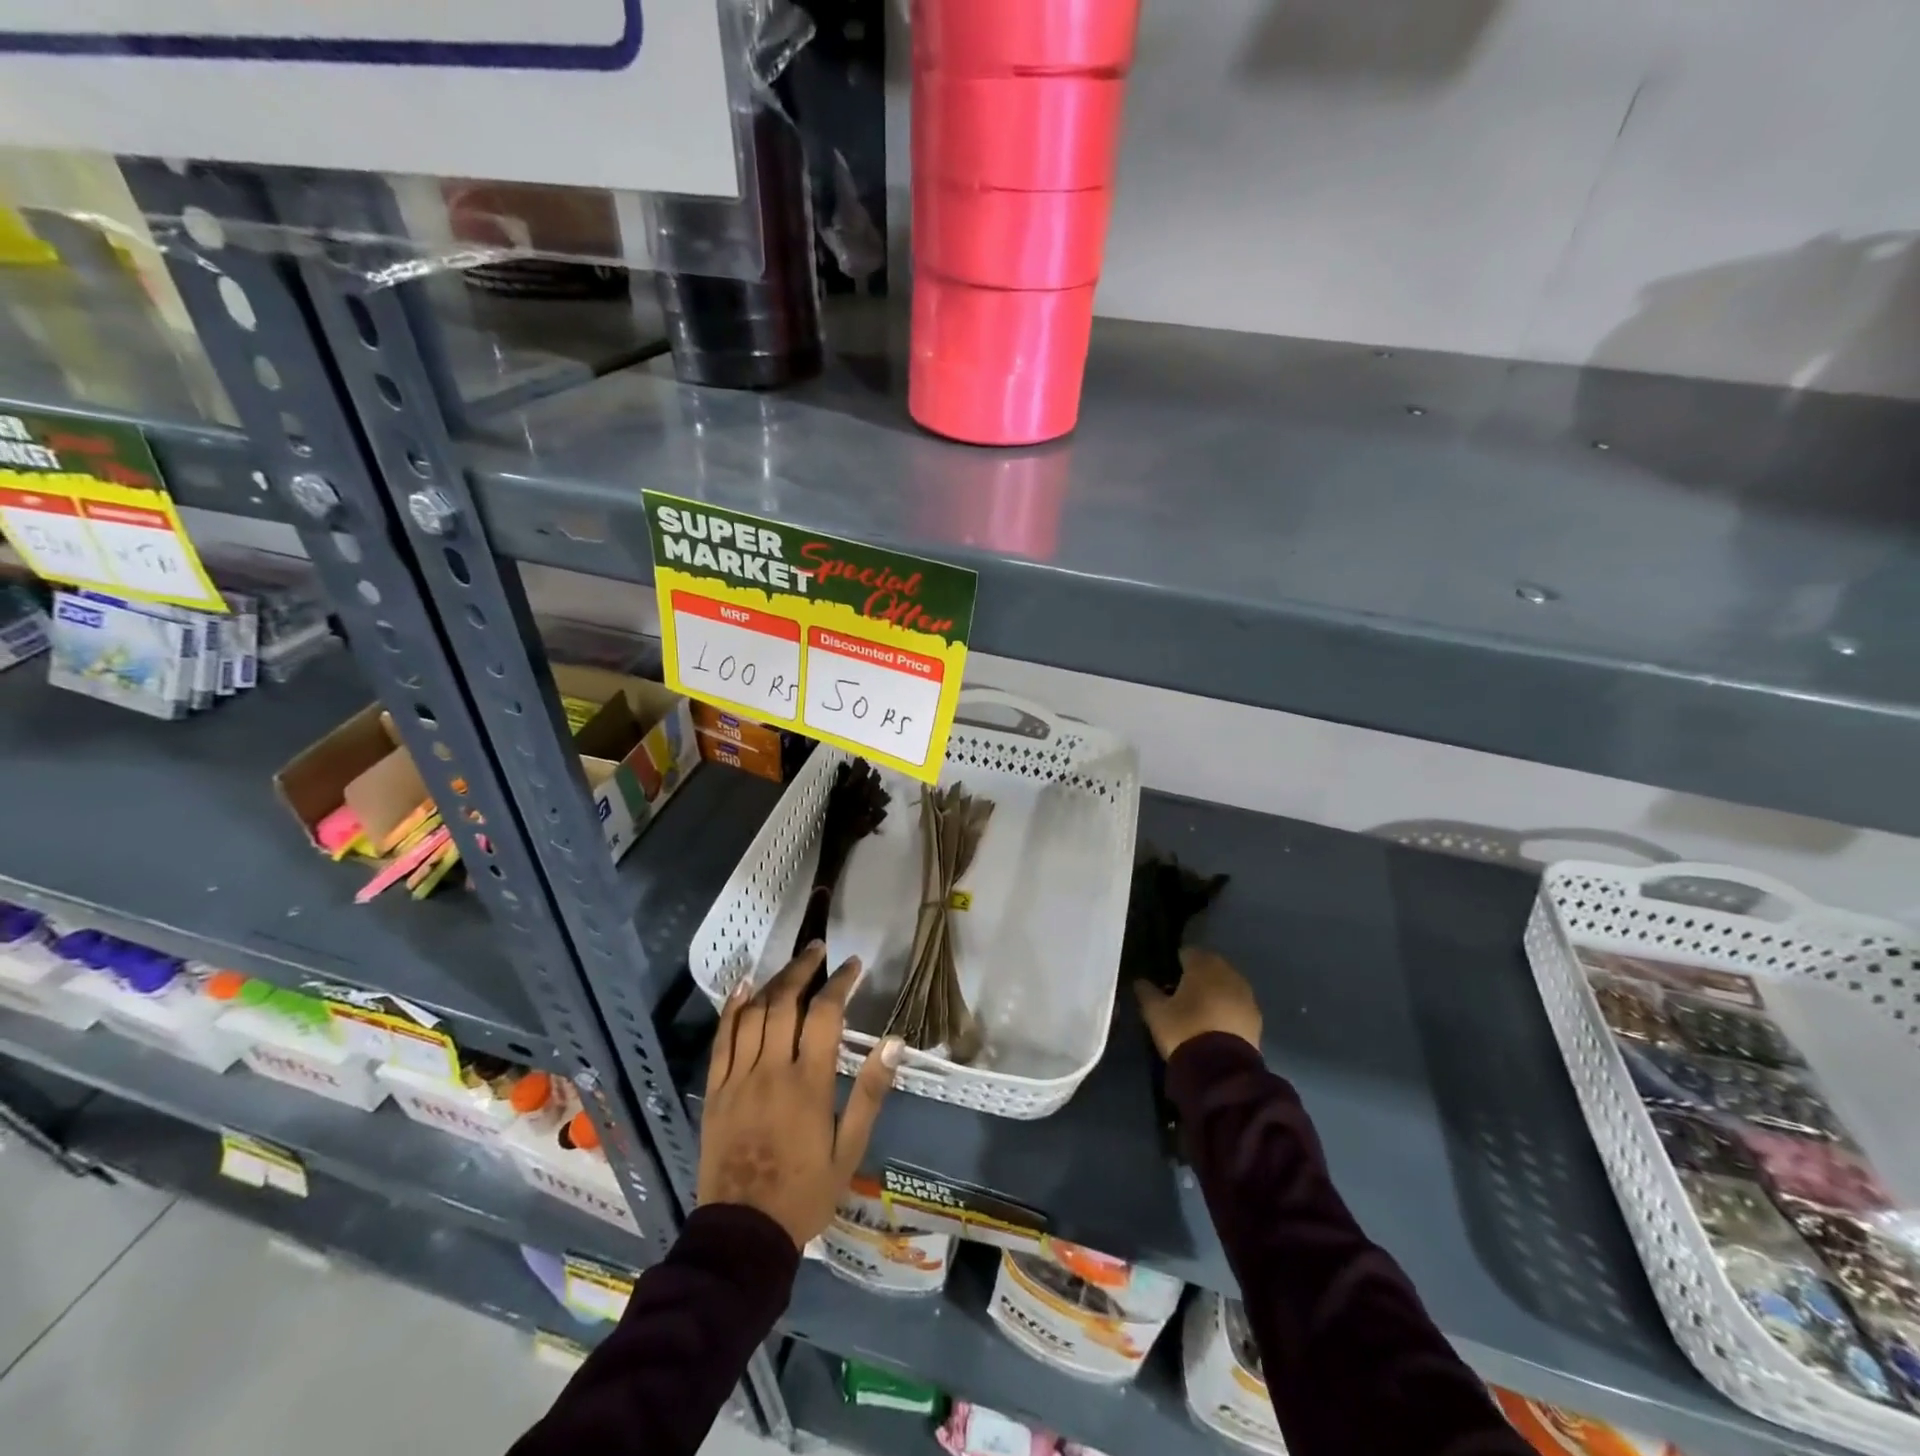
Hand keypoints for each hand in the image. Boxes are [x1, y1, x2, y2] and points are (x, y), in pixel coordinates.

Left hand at [698, 942, 903, 1247]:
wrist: (743, 1235)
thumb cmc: (805, 1192)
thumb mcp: (849, 1150)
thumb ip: (870, 1093)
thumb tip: (894, 1043)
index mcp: (808, 1083)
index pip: (824, 1015)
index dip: (840, 983)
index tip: (853, 965)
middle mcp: (771, 1070)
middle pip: (785, 1003)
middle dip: (803, 969)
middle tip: (818, 949)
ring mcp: (738, 1078)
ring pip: (753, 1014)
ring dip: (773, 982)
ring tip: (790, 964)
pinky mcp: (716, 1090)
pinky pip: (721, 1039)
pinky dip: (732, 1008)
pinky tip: (743, 986)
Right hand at [1134, 947, 1261, 1059]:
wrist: (1221, 1070)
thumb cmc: (1184, 1031)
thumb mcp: (1155, 1013)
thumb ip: (1147, 992)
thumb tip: (1140, 981)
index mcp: (1202, 967)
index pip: (1189, 953)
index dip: (1178, 962)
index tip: (1169, 976)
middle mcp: (1227, 974)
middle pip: (1211, 965)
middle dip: (1199, 974)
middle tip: (1184, 992)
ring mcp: (1246, 995)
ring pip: (1227, 983)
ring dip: (1216, 990)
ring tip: (1202, 1008)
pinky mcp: (1256, 1017)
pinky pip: (1238, 1003)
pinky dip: (1229, 1007)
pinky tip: (1218, 1022)